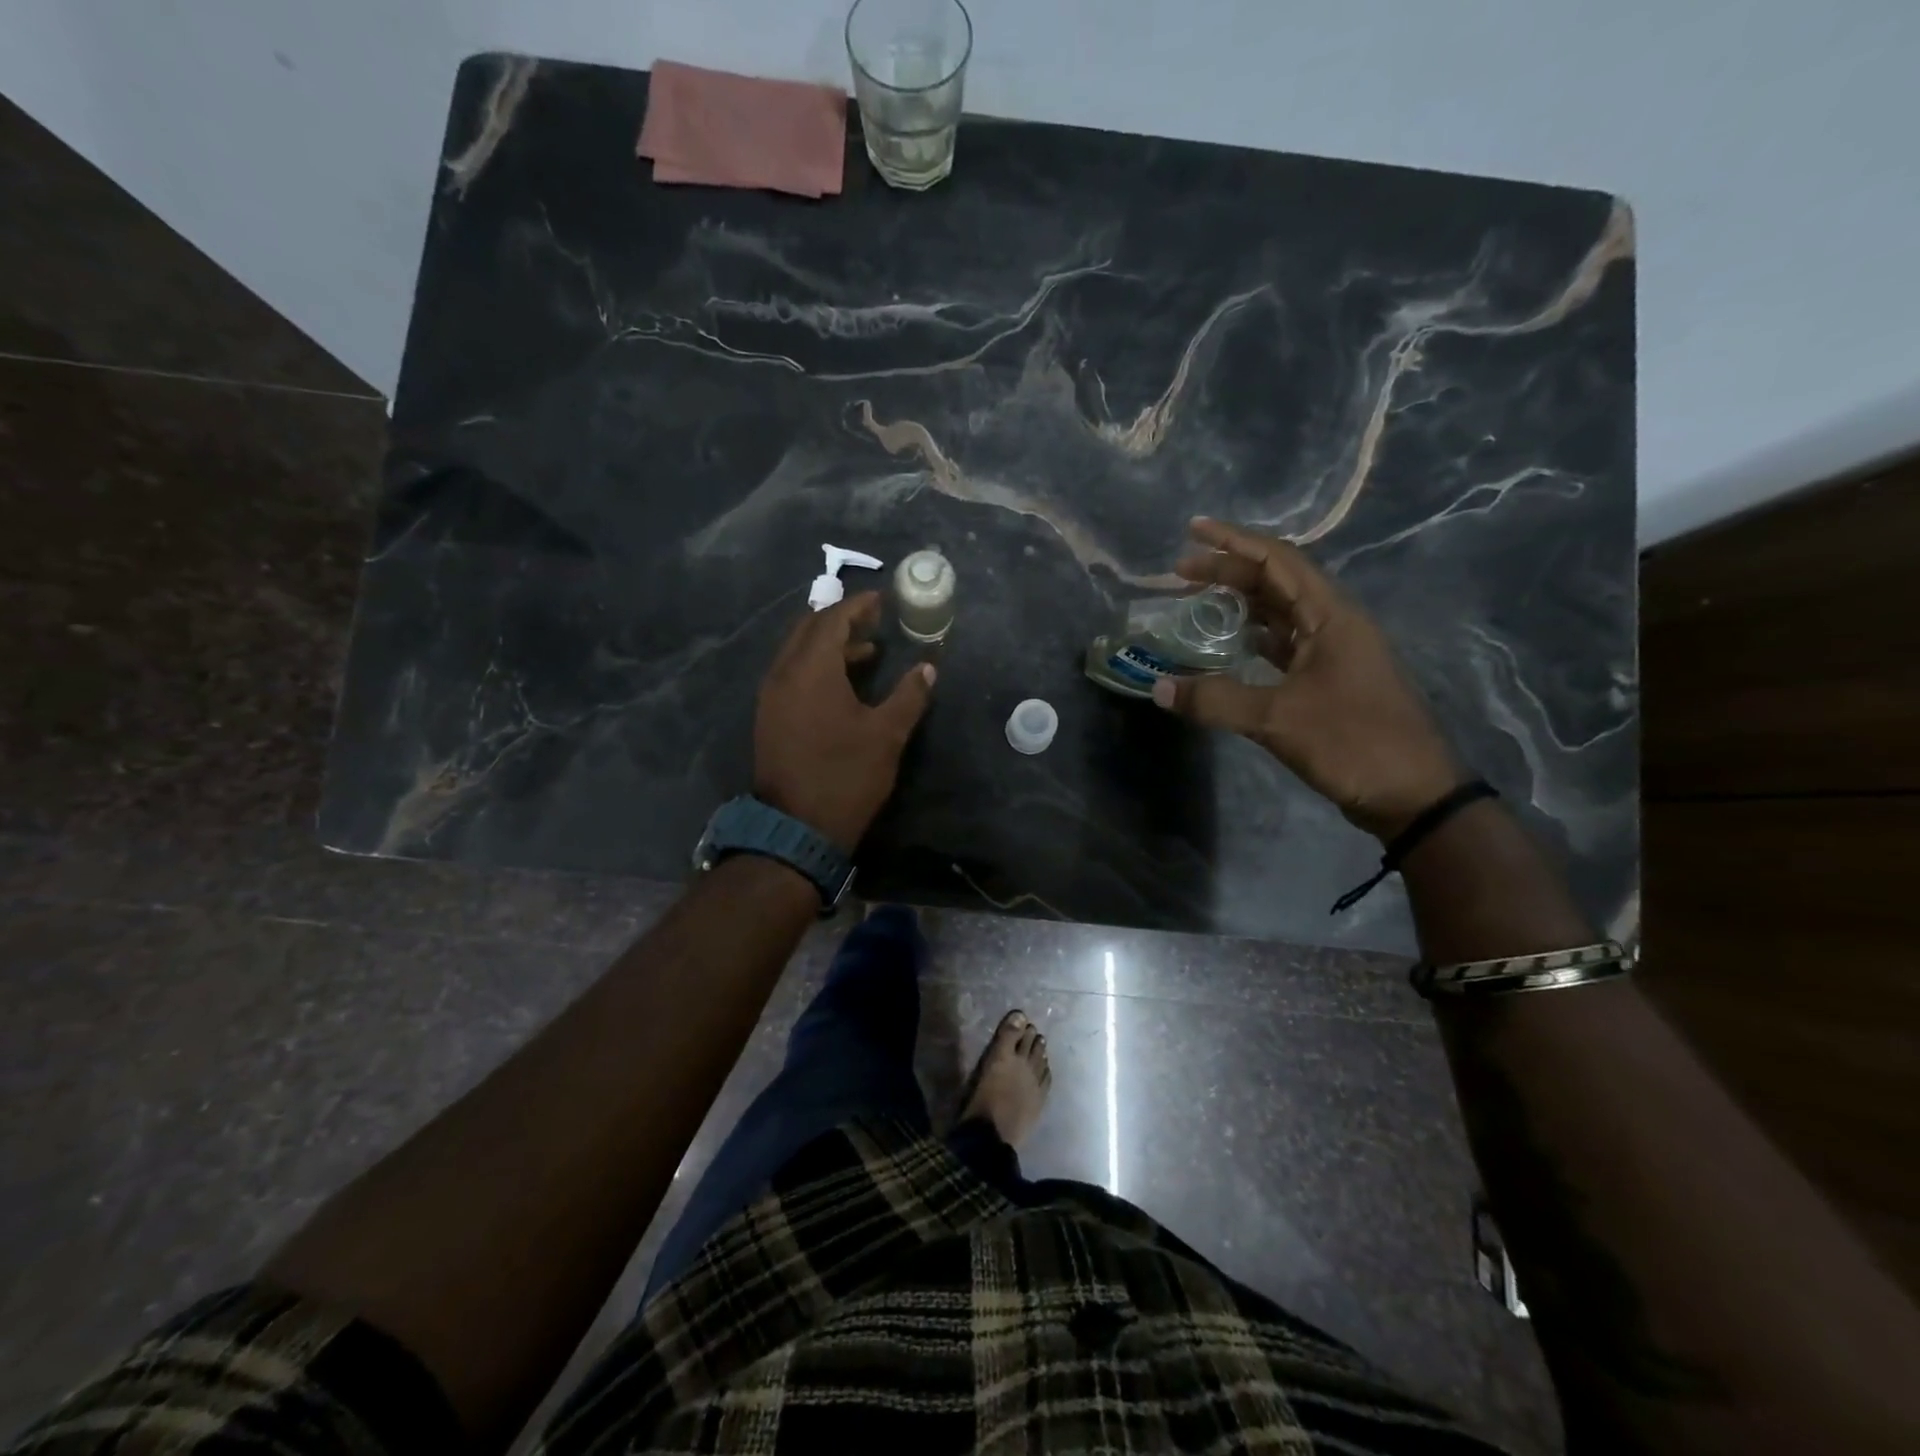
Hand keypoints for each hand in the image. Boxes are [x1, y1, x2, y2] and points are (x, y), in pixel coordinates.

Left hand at [754, 591, 934, 852]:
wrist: (797, 829)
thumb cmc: (846, 776)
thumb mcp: (886, 735)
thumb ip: (909, 696)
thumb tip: (928, 669)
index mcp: (811, 670)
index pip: (832, 619)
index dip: (859, 606)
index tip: (883, 599)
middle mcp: (783, 673)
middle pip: (808, 629)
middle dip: (840, 619)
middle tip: (874, 620)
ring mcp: (771, 696)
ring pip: (797, 651)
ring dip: (829, 643)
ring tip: (867, 650)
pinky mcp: (769, 716)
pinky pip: (791, 673)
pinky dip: (815, 665)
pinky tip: (842, 682)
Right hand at [1152, 518, 1462, 840]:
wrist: (1411, 795)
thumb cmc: (1353, 743)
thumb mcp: (1279, 719)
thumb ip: (1216, 700)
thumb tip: (1159, 688)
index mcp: (1332, 617)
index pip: (1279, 561)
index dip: (1234, 541)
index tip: (1193, 530)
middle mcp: (1333, 625)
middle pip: (1276, 583)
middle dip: (1229, 571)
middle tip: (1180, 572)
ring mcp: (1332, 654)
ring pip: (1279, 614)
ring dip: (1240, 603)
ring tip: (1196, 600)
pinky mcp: (1327, 682)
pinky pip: (1282, 646)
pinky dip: (1252, 639)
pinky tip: (1227, 645)